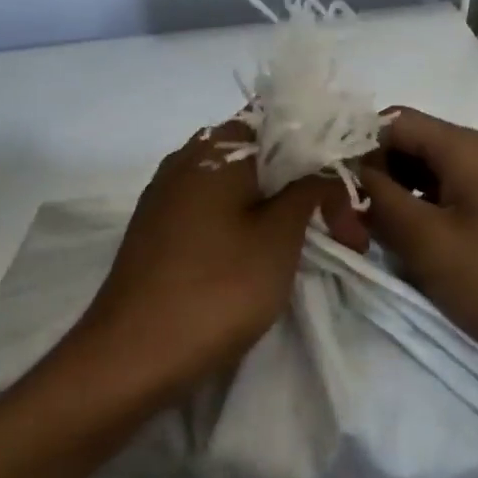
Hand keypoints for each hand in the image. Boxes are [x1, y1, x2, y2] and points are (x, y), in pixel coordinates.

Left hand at [71, 121, 362, 403]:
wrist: (130, 357)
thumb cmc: (216, 290)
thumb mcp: (278, 238)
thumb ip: (307, 190)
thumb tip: (324, 164)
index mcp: (215, 148)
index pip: (279, 120)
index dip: (320, 147)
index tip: (347, 185)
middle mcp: (185, 159)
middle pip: (259, 154)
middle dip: (303, 184)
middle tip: (342, 229)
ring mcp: (166, 195)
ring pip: (236, 185)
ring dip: (277, 207)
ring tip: (311, 243)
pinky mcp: (157, 230)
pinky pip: (213, 209)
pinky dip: (245, 222)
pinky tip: (264, 254)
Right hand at [358, 107, 477, 379]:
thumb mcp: (427, 242)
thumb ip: (379, 200)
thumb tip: (346, 172)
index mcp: (465, 148)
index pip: (392, 122)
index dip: (356, 148)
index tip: (332, 190)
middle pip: (408, 146)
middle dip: (373, 178)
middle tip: (347, 223)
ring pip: (424, 174)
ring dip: (393, 200)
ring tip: (371, 238)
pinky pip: (445, 198)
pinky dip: (418, 215)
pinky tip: (406, 247)